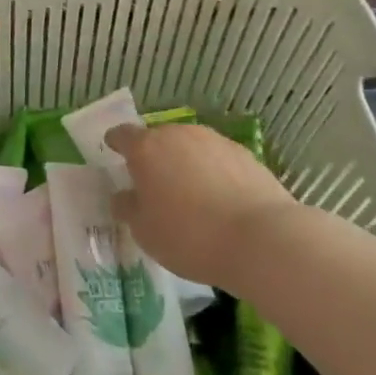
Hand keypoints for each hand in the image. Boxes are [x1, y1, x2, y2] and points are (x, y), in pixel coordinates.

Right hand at [106, 122, 294, 284]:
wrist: (262, 240)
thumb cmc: (189, 236)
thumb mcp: (144, 232)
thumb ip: (128, 208)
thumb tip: (123, 196)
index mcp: (146, 148)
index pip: (122, 135)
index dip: (115, 143)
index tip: (113, 153)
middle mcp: (178, 135)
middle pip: (158, 139)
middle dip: (154, 157)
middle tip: (154, 185)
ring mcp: (215, 141)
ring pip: (190, 148)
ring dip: (185, 164)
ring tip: (191, 196)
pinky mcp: (246, 155)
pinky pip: (218, 160)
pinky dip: (214, 173)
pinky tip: (221, 201)